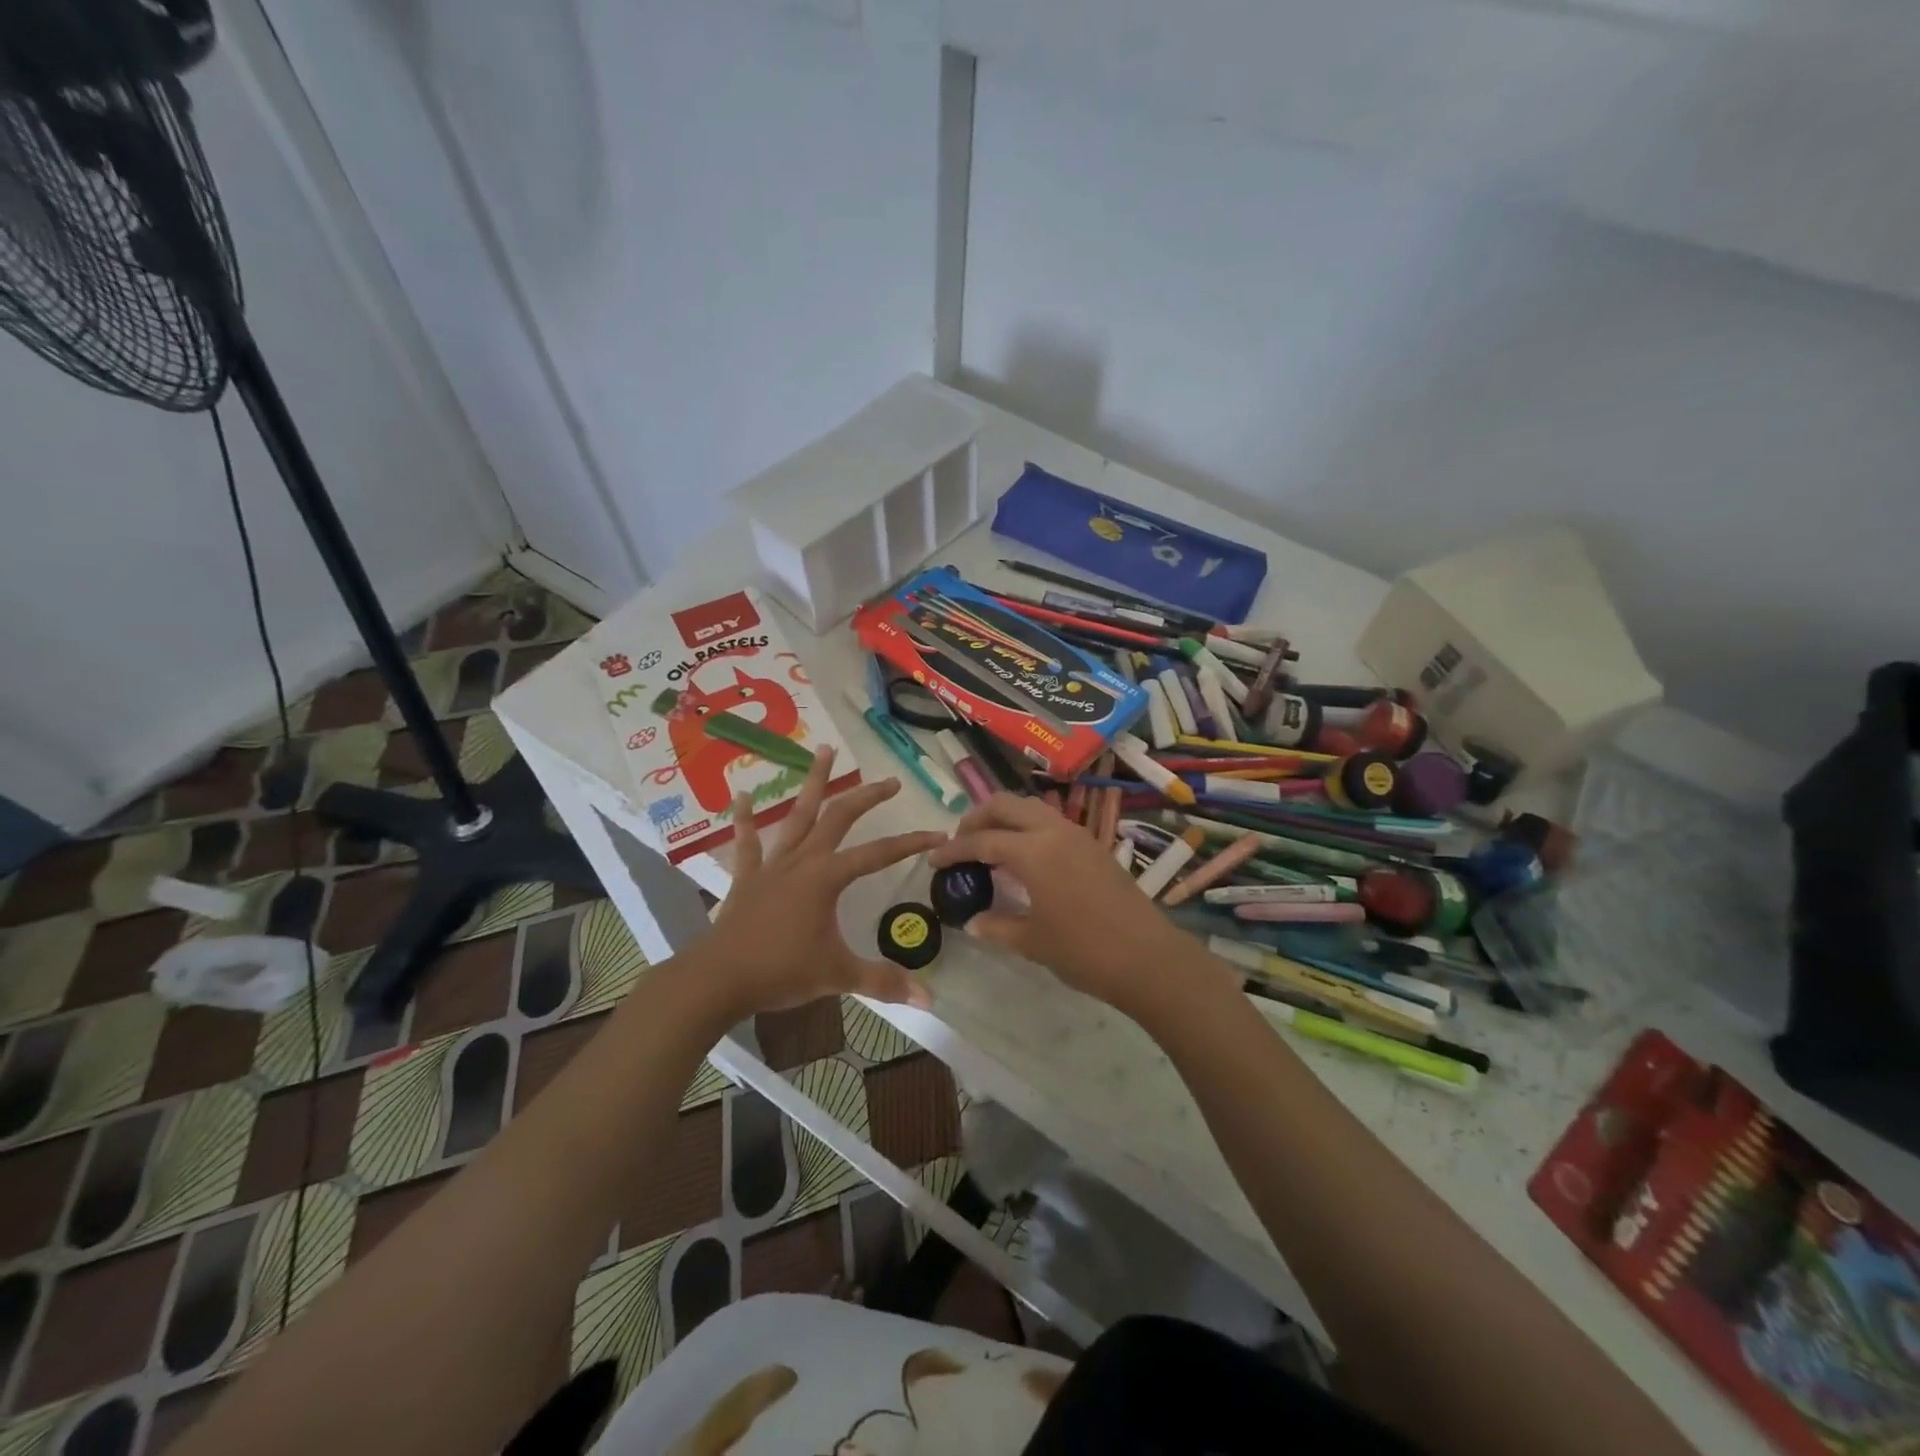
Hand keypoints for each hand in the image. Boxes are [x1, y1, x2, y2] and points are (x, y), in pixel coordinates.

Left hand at [700, 747, 948, 1018]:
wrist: (718, 979)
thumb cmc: (780, 971)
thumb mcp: (838, 975)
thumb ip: (882, 982)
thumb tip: (928, 1001)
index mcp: (828, 877)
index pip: (879, 853)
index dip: (911, 843)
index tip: (938, 835)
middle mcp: (803, 860)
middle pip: (840, 817)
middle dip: (867, 796)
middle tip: (890, 781)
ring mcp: (772, 865)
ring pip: (797, 815)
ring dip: (813, 783)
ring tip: (824, 750)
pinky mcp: (747, 877)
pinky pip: (747, 843)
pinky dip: (744, 820)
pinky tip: (740, 795)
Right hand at [927, 793, 1200, 1020]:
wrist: (1148, 958)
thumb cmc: (1085, 951)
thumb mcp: (1033, 942)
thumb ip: (997, 926)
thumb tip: (973, 921)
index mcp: (1033, 851)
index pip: (982, 840)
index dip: (953, 849)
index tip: (934, 860)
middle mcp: (1053, 831)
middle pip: (1005, 805)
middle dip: (976, 818)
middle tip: (960, 842)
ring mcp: (1077, 835)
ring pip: (1030, 807)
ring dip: (1004, 818)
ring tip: (989, 845)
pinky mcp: (1093, 845)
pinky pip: (1050, 822)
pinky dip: (1027, 828)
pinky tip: (1022, 857)